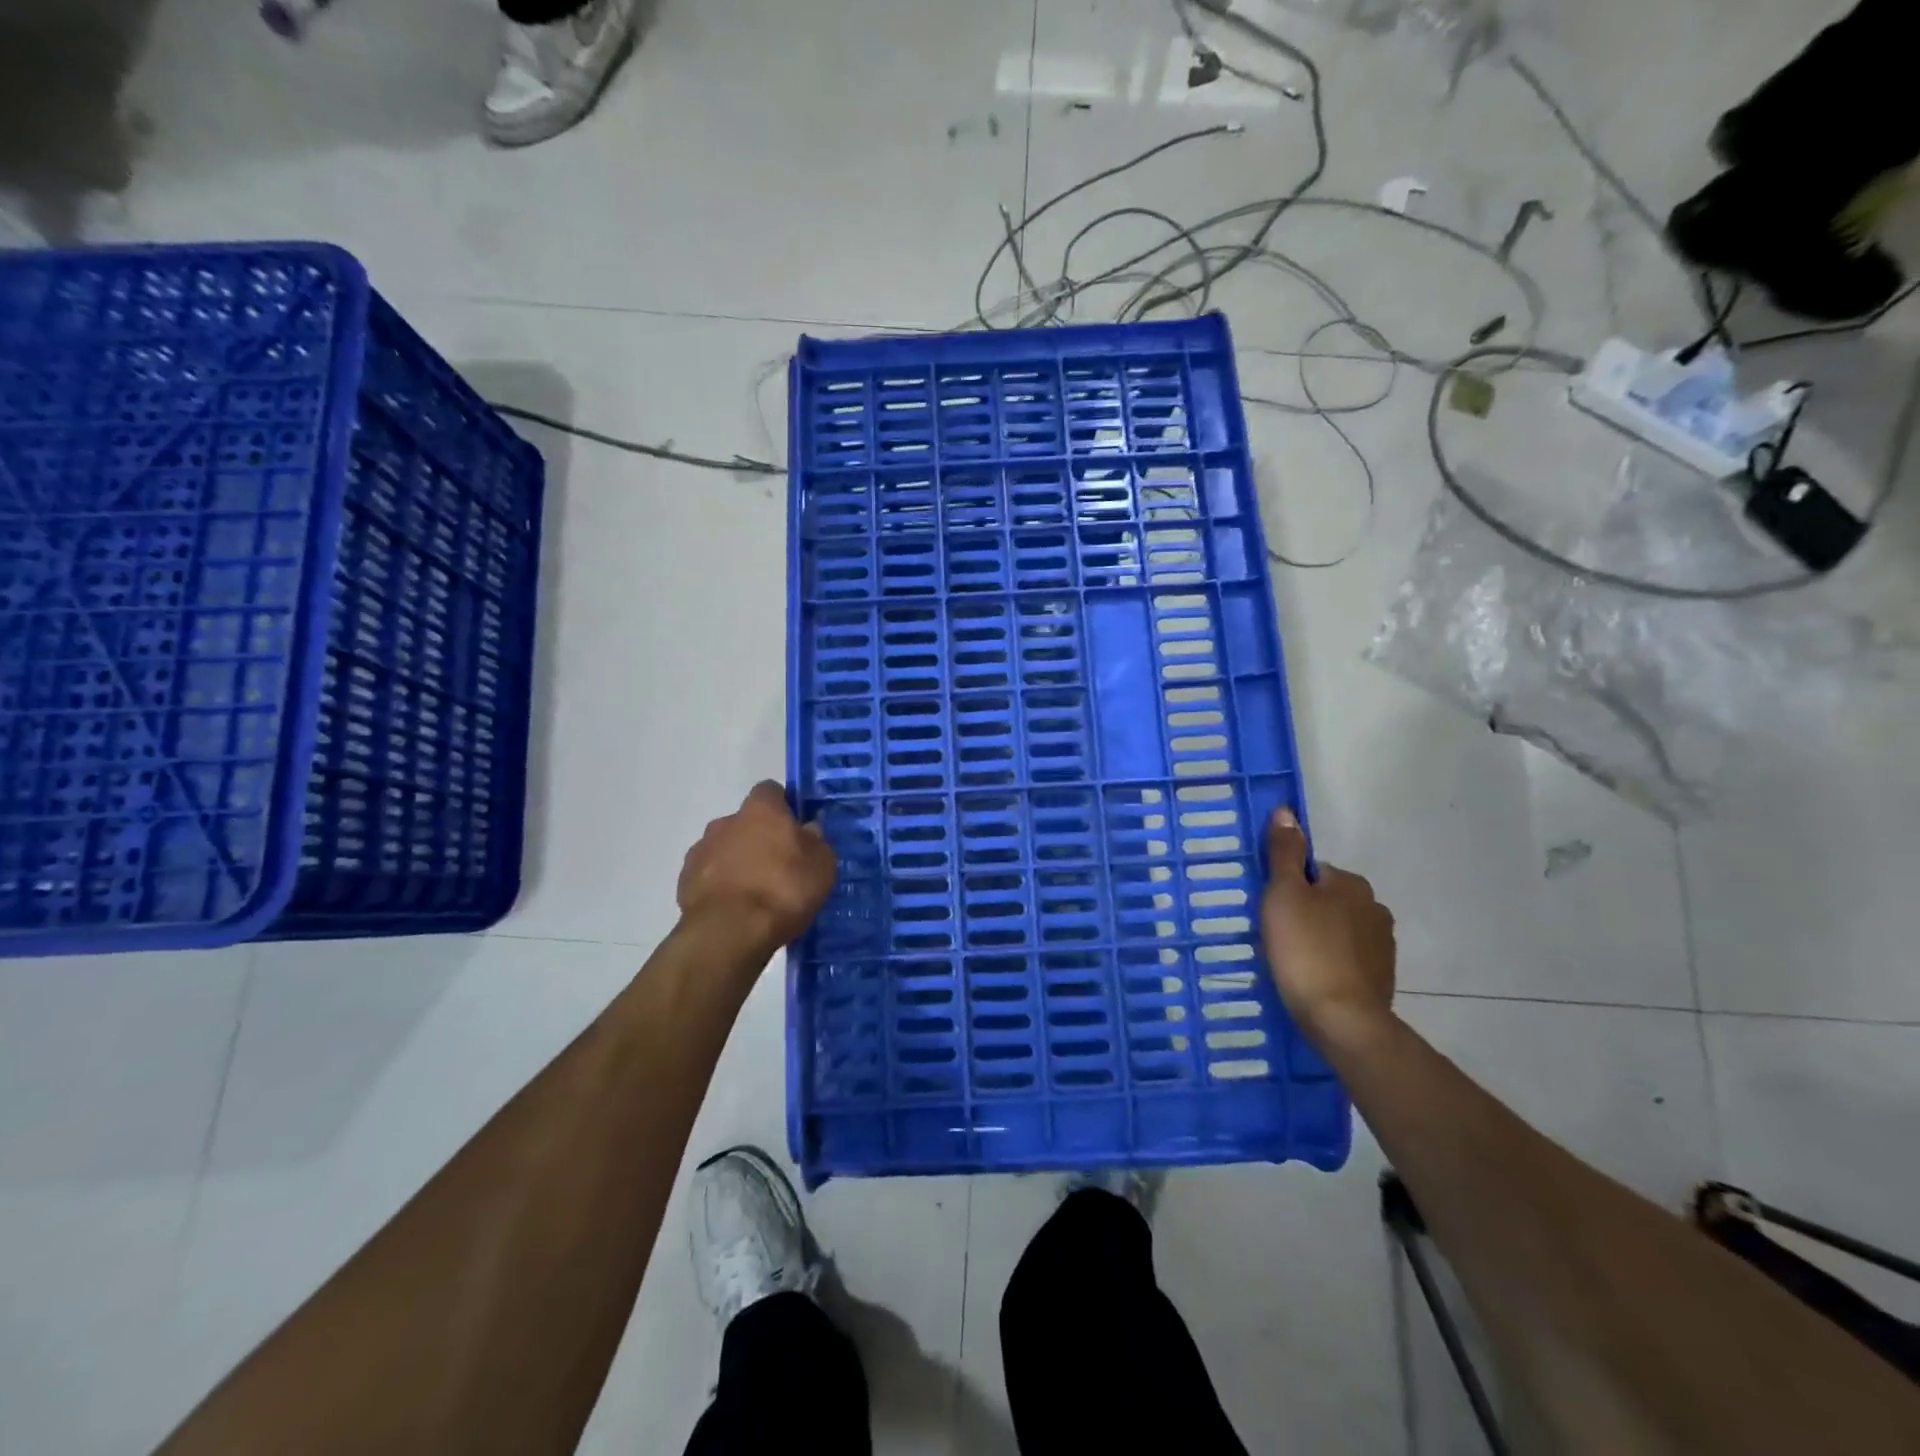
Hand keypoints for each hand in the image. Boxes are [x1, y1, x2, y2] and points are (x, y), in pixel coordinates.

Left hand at [677, 782, 836, 954]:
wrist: (730, 932)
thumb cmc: (783, 889)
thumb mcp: (821, 865)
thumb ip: (815, 841)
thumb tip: (807, 830)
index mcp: (761, 809)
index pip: (771, 791)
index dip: (784, 807)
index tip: (795, 828)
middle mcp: (726, 821)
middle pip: (746, 822)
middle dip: (760, 838)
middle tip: (779, 866)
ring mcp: (701, 850)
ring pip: (725, 849)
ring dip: (738, 862)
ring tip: (757, 893)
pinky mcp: (685, 881)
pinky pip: (709, 875)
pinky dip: (721, 886)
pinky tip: (736, 908)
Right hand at [1260, 808, 1395, 1046]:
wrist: (1342, 1019)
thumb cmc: (1305, 949)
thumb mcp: (1283, 894)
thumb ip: (1284, 853)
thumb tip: (1286, 811)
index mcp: (1351, 884)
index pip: (1312, 872)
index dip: (1287, 887)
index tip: (1270, 911)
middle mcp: (1374, 908)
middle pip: (1326, 900)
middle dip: (1304, 913)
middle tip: (1275, 936)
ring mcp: (1381, 945)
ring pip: (1337, 930)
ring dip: (1317, 939)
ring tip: (1291, 961)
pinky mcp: (1381, 978)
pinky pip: (1346, 959)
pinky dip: (1329, 963)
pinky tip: (1310, 979)